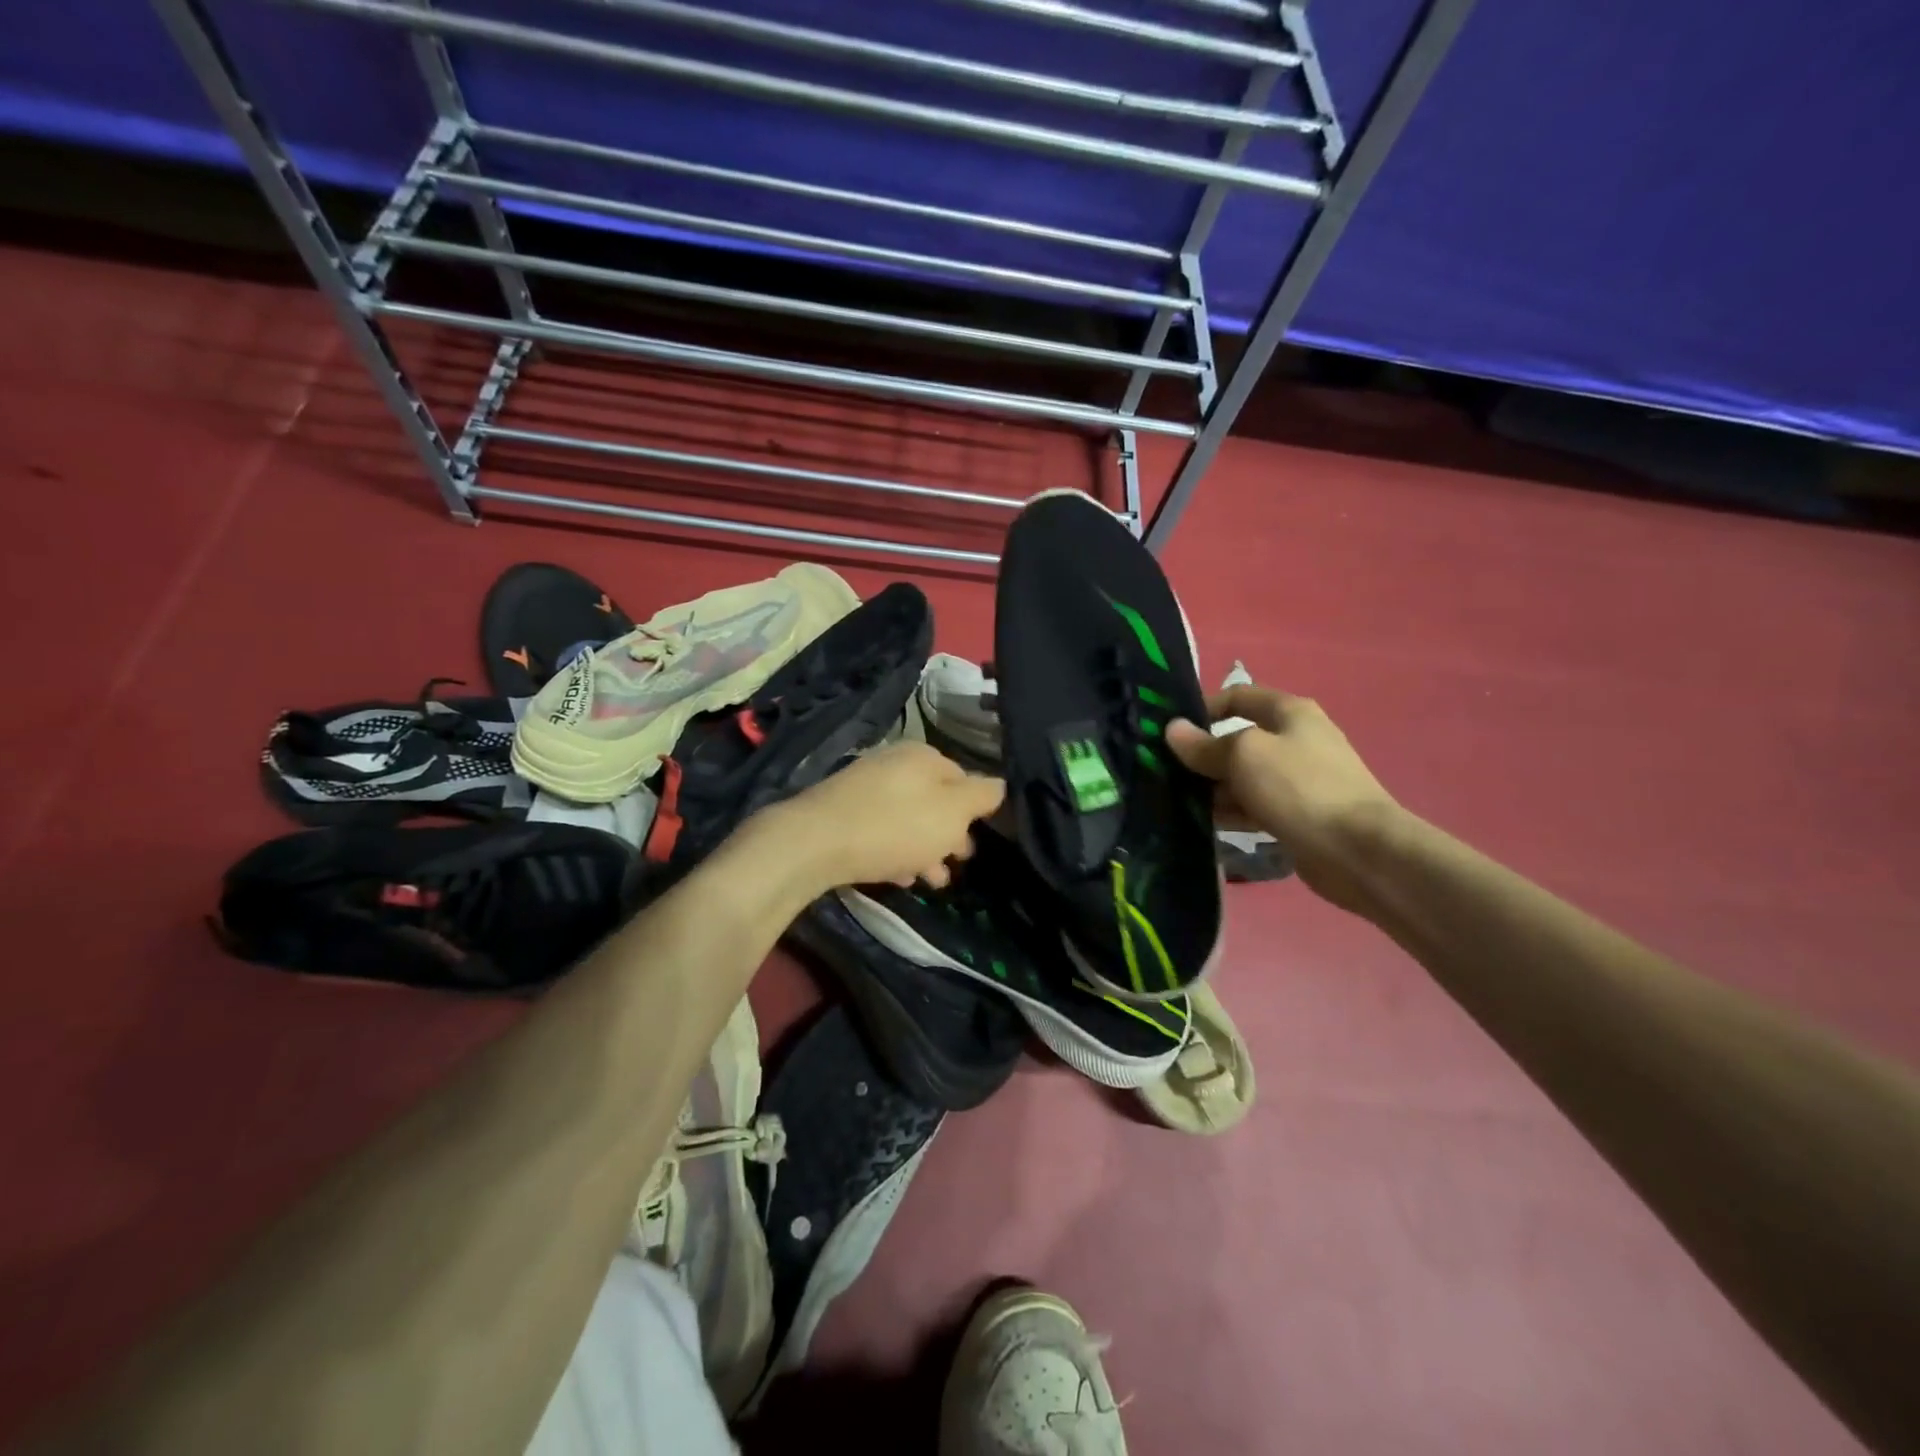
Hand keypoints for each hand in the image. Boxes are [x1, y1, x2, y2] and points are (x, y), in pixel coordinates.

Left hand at [770, 742, 1005, 890]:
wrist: (814, 842)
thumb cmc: (895, 826)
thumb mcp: (952, 812)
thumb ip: (982, 796)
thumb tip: (1001, 785)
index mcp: (924, 755)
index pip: (964, 778)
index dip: (974, 812)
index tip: (975, 842)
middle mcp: (894, 761)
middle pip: (935, 799)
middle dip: (948, 834)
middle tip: (955, 865)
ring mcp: (864, 784)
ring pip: (908, 817)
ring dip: (924, 848)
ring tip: (930, 881)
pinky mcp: (841, 810)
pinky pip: (880, 828)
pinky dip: (895, 849)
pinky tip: (898, 876)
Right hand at [1166, 684, 1400, 914]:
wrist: (1358, 851)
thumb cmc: (1299, 788)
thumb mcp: (1244, 756)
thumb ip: (1204, 745)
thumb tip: (1172, 729)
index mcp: (1290, 713)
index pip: (1238, 696)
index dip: (1203, 709)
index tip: (1170, 732)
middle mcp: (1295, 740)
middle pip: (1238, 740)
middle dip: (1202, 755)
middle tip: (1164, 773)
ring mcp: (1298, 780)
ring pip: (1243, 777)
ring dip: (1212, 788)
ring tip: (1175, 803)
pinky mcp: (1297, 815)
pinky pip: (1254, 807)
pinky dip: (1231, 812)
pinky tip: (1203, 825)